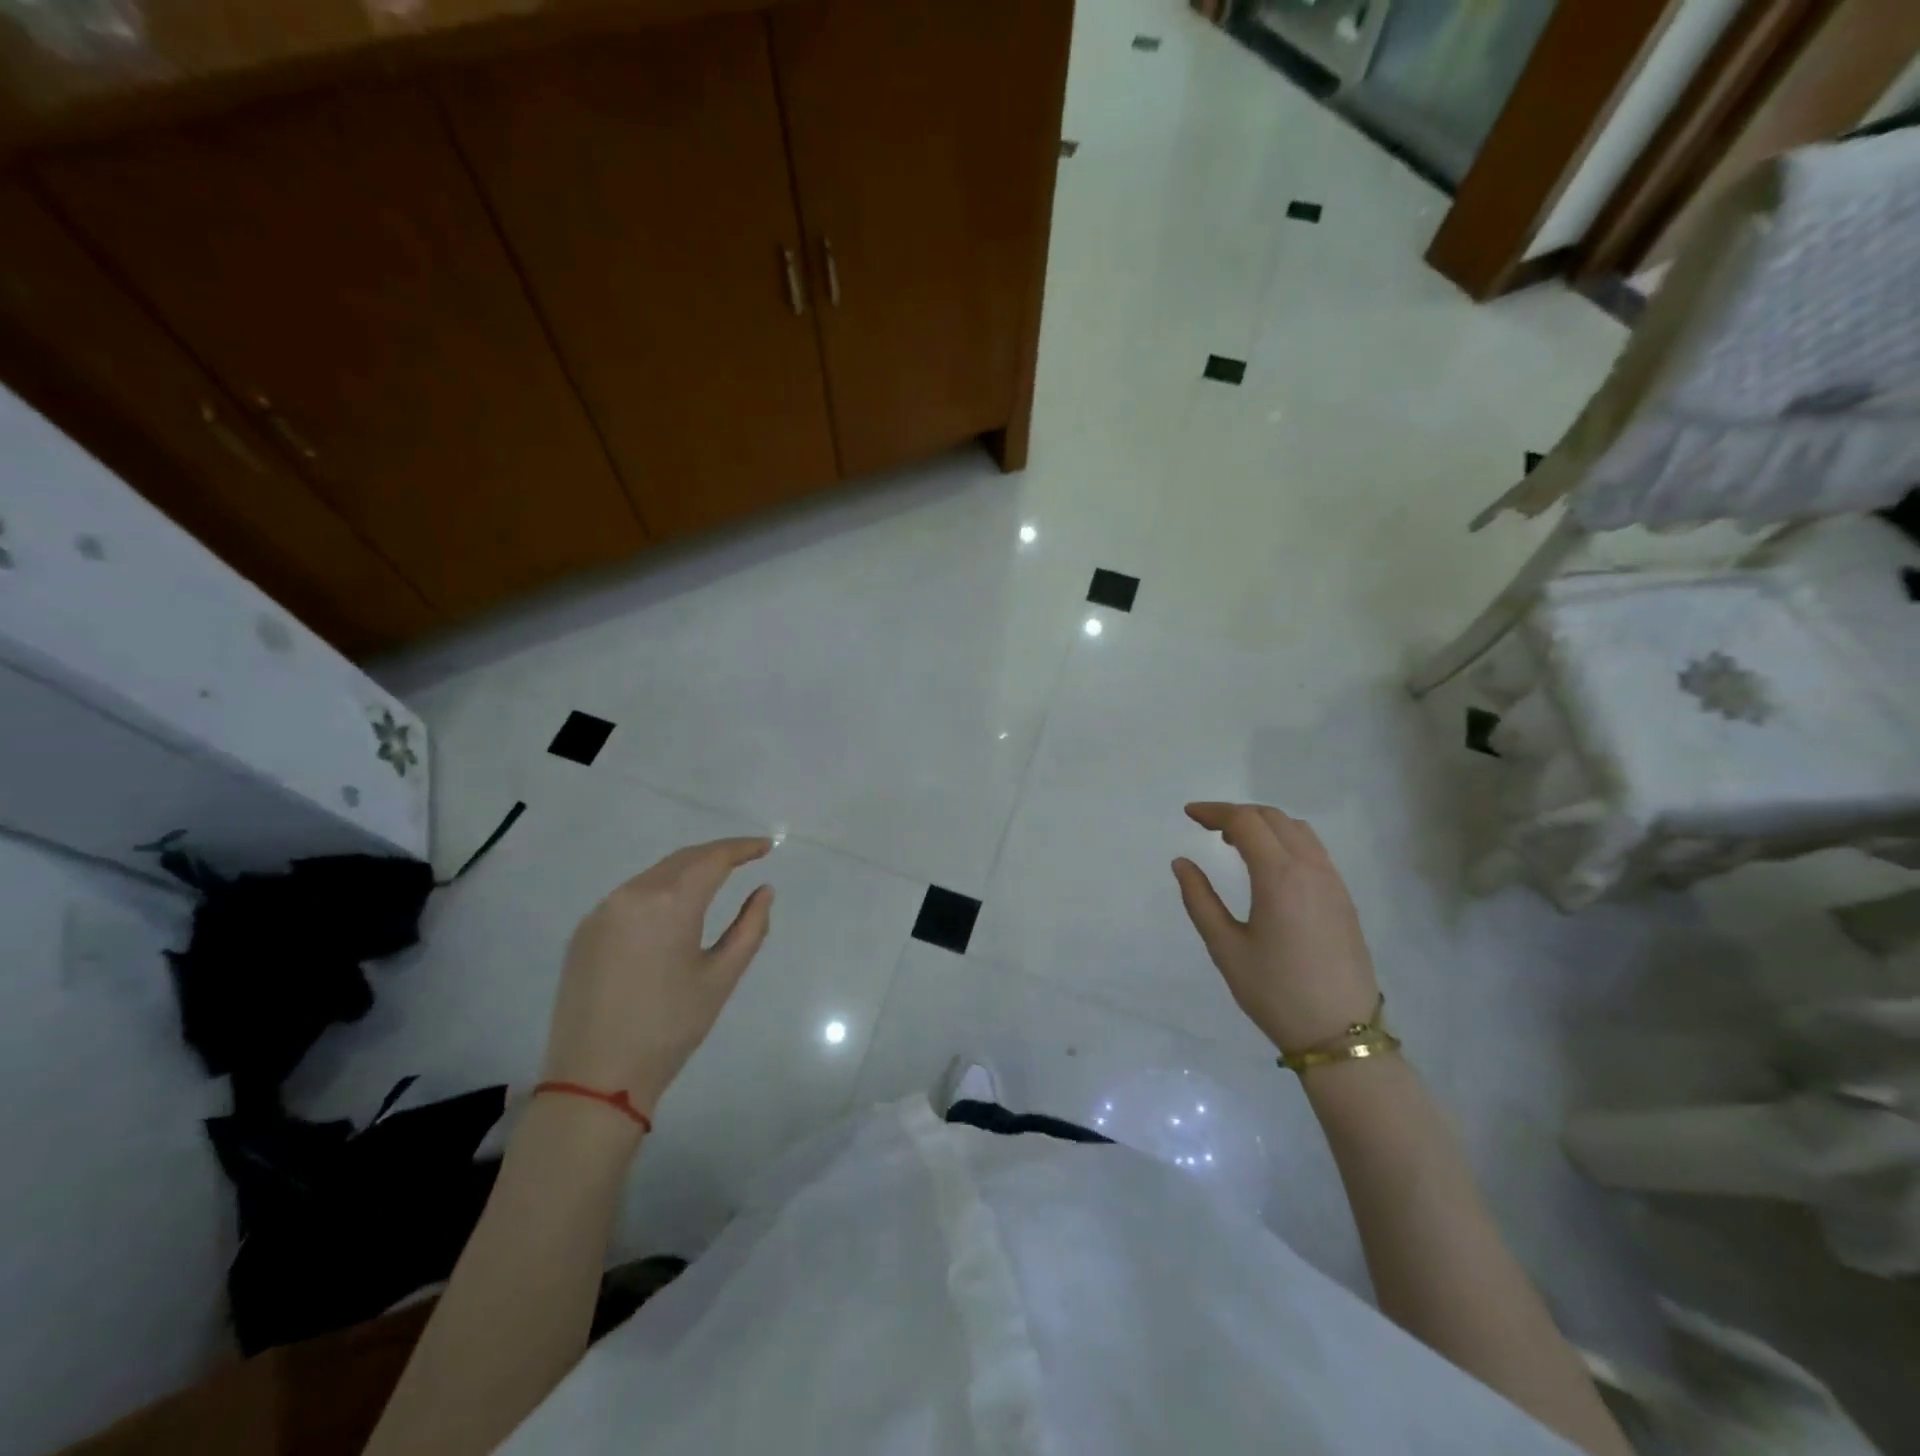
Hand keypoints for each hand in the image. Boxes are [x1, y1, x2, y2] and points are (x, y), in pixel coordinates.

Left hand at [541, 837, 773, 1119]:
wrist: (595, 1078)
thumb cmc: (670, 1027)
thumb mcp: (722, 977)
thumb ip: (750, 927)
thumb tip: (764, 891)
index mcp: (670, 903)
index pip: (713, 859)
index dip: (742, 848)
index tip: (767, 846)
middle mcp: (632, 895)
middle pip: (682, 859)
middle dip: (716, 854)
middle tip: (747, 857)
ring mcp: (602, 912)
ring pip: (654, 875)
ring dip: (687, 870)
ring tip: (715, 879)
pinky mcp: (585, 932)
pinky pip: (630, 896)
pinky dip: (660, 890)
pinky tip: (673, 907)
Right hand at [1172, 802, 1378, 1052]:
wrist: (1340, 1034)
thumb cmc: (1275, 992)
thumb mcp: (1225, 948)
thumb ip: (1200, 899)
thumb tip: (1182, 863)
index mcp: (1280, 876)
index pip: (1245, 822)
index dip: (1214, 811)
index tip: (1189, 814)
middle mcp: (1311, 869)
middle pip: (1272, 818)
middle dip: (1236, 813)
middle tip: (1206, 826)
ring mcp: (1333, 882)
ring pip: (1297, 830)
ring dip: (1263, 824)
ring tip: (1234, 841)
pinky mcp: (1343, 898)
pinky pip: (1313, 849)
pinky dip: (1285, 840)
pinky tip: (1268, 864)